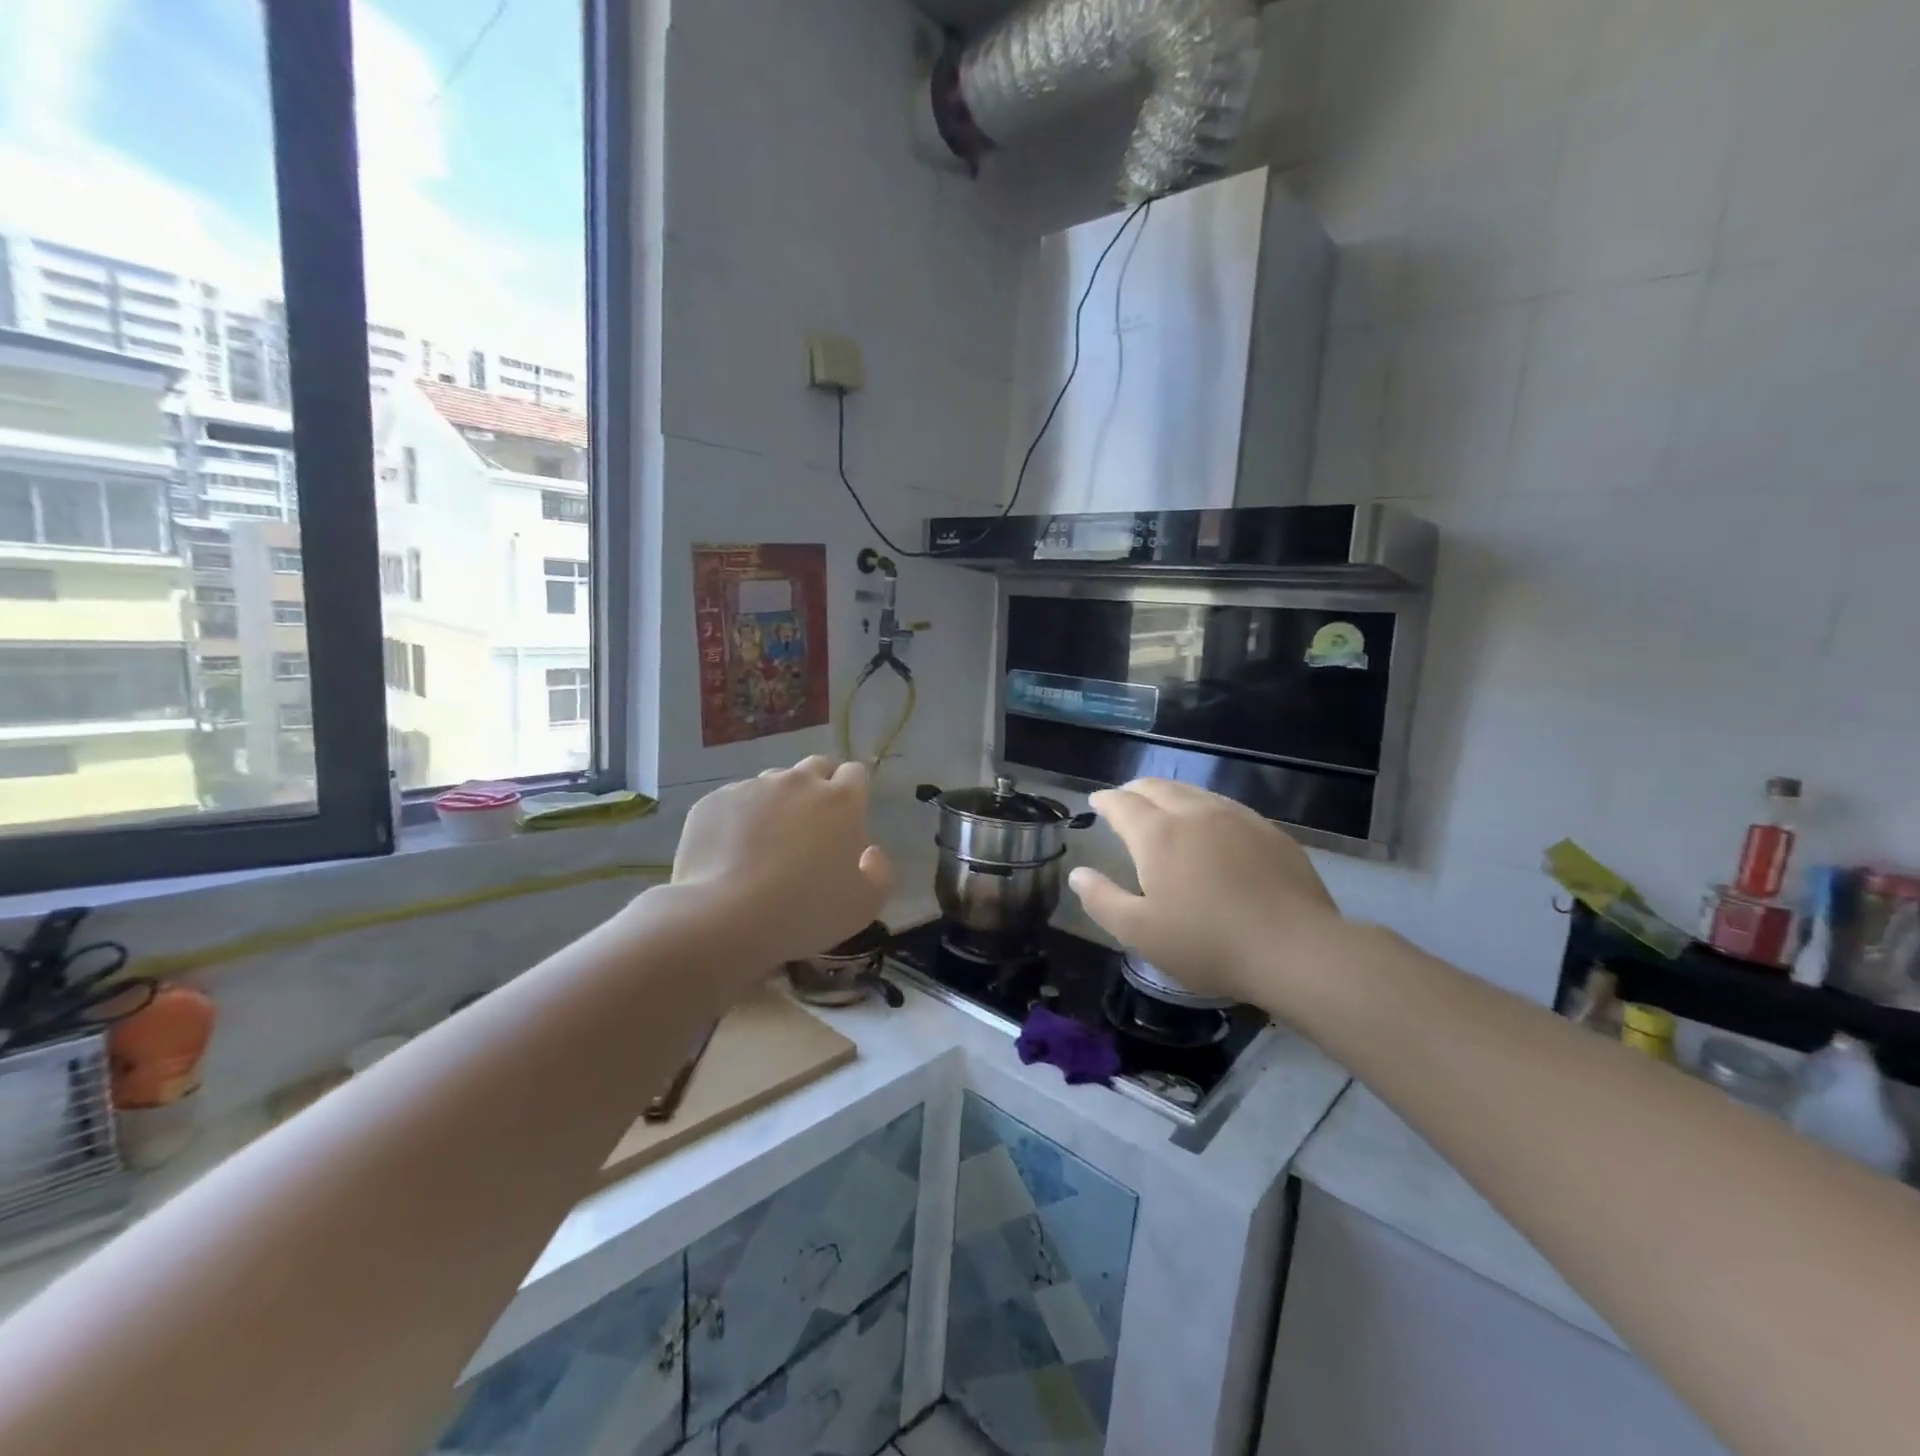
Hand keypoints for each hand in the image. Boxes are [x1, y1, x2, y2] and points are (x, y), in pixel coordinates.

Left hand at [671, 756, 893, 967]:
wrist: (725, 917)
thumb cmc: (806, 911)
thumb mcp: (865, 905)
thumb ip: (880, 872)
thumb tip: (870, 851)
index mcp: (841, 800)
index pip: (854, 773)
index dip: (852, 793)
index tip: (845, 821)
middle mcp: (798, 782)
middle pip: (815, 767)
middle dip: (817, 788)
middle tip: (809, 829)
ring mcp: (752, 788)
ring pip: (772, 783)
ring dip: (777, 802)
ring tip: (766, 843)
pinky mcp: (714, 801)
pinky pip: (734, 802)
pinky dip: (738, 819)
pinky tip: (732, 853)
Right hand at [1067, 779, 1341, 1012]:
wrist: (1295, 949)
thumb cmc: (1207, 944)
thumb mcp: (1139, 933)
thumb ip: (1101, 900)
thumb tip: (1078, 874)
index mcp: (1158, 834)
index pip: (1123, 803)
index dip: (1106, 800)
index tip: (1096, 801)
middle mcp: (1194, 814)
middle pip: (1158, 788)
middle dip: (1135, 790)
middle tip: (1124, 800)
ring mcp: (1236, 818)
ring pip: (1194, 792)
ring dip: (1170, 794)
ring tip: (1163, 807)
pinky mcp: (1269, 832)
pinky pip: (1226, 806)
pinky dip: (1204, 807)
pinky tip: (1210, 826)